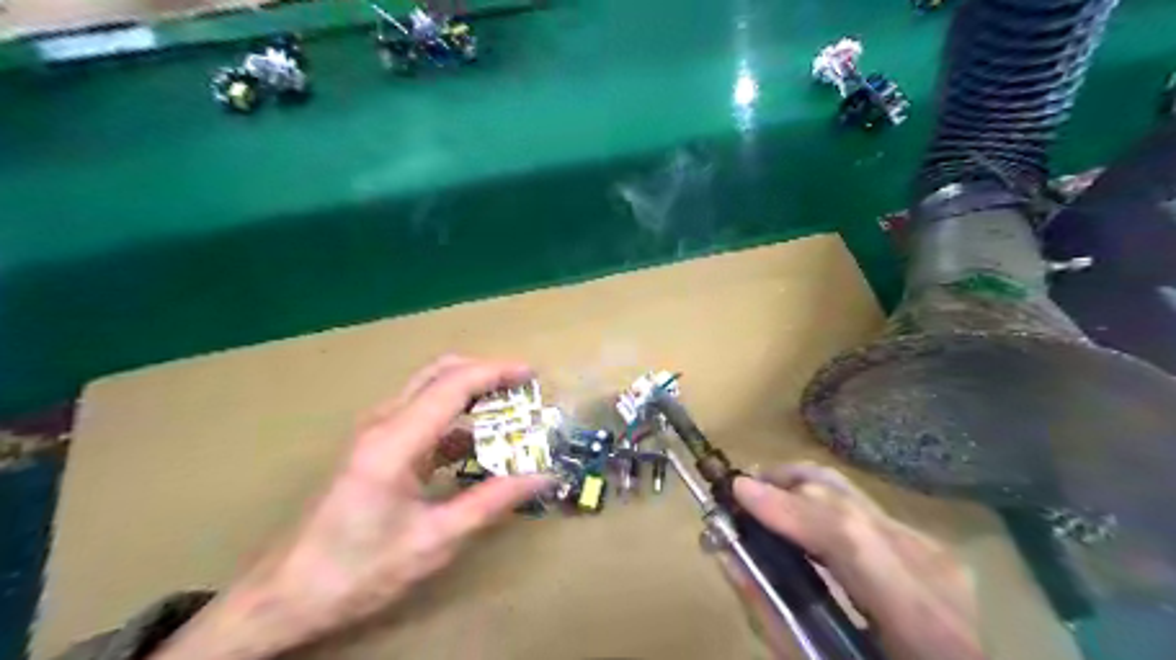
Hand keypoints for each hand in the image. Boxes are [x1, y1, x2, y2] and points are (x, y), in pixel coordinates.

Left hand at [153, 356, 553, 658]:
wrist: (286, 594)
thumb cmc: (359, 570)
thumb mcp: (435, 540)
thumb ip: (492, 502)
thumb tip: (541, 477)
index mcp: (395, 442)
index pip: (452, 385)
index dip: (496, 373)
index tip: (532, 375)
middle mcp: (383, 423)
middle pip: (439, 373)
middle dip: (485, 373)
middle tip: (523, 389)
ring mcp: (376, 433)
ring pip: (430, 390)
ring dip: (471, 394)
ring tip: (509, 414)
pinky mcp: (376, 447)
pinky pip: (422, 416)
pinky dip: (455, 419)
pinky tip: (479, 446)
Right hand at [733, 463, 984, 659]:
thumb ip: (774, 616)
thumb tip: (730, 556)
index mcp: (921, 621)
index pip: (848, 538)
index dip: (789, 507)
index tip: (738, 489)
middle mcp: (933, 570)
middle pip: (846, 505)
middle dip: (784, 487)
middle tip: (738, 495)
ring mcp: (933, 551)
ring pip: (852, 494)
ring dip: (798, 488)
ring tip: (759, 498)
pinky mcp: (925, 543)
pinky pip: (860, 506)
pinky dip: (819, 502)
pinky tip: (795, 512)